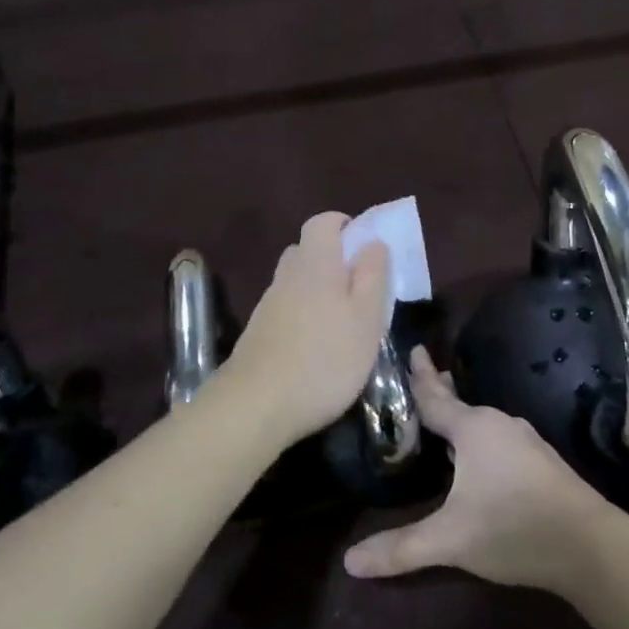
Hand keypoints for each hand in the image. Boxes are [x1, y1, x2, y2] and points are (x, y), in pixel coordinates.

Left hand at [214, 213, 390, 445]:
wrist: (256, 406)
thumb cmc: (325, 359)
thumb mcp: (366, 317)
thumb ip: (372, 275)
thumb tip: (373, 241)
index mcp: (315, 263)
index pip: (323, 222)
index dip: (345, 226)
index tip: (367, 248)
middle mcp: (287, 275)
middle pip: (309, 251)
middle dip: (336, 261)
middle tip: (362, 289)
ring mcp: (268, 305)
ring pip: (297, 282)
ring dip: (321, 291)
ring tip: (345, 323)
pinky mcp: (259, 333)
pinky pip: (288, 308)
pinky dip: (306, 315)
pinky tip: (319, 347)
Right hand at [343, 347, 617, 594]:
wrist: (590, 546)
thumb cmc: (513, 528)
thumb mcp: (450, 540)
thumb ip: (400, 548)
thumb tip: (350, 561)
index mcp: (474, 429)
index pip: (435, 398)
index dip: (419, 377)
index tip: (414, 349)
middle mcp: (500, 424)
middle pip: (460, 404)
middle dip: (440, 391)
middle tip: (423, 373)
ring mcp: (526, 441)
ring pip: (483, 422)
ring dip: (461, 417)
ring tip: (444, 417)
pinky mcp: (542, 461)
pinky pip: (499, 438)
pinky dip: (480, 437)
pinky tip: (479, 454)